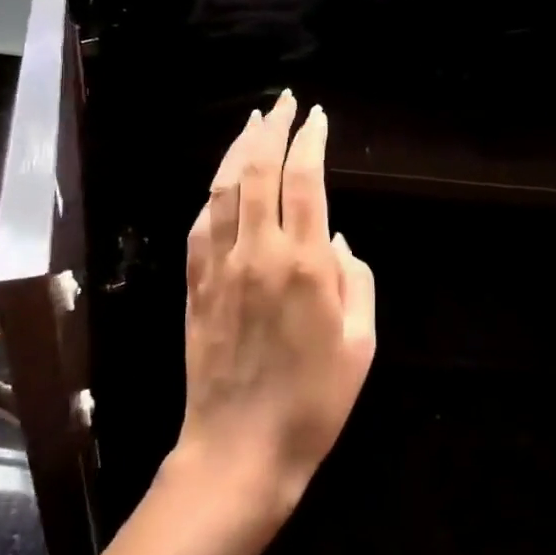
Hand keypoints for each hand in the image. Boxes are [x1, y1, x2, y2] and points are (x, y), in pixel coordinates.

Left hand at [173, 91, 375, 519]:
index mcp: (305, 265)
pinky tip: (223, 182)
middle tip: (283, 104)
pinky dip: (214, 193)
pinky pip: (201, 223)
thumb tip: (339, 240)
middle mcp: (259, 253)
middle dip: (272, 128)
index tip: (317, 117)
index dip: (310, 141)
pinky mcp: (195, 285)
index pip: (305, 180)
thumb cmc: (313, 403)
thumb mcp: (360, 345)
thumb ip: (357, 282)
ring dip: (239, 149)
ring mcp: (220, 266)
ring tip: (253, 124)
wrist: (239, 451)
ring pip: (224, 188)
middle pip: (259, 170)